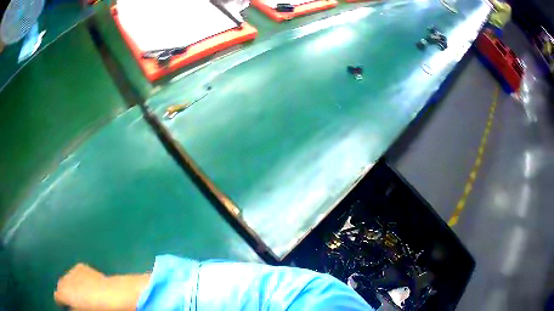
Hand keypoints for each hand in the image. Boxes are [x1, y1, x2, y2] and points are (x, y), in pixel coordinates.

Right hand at [54, 263, 108, 309]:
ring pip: (67, 278)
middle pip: (61, 285)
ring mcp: (71, 271)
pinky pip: (76, 273)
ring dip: (71, 284)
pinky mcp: (80, 267)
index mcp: (63, 293)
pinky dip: (79, 278)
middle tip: (73, 300)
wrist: (109, 295)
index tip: (64, 305)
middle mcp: (63, 280)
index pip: (57, 297)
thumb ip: (73, 309)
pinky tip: (87, 284)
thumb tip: (71, 308)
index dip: (61, 302)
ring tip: (81, 292)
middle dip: (65, 292)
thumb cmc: (95, 308)